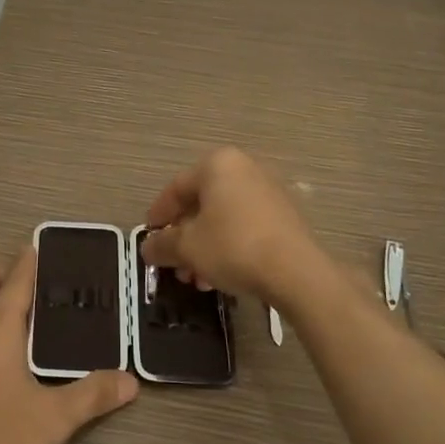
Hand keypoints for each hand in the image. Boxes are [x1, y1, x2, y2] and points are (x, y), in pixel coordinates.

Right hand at [142, 148, 326, 307]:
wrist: (296, 271)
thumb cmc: (232, 247)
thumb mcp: (187, 247)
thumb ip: (161, 244)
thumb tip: (148, 247)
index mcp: (217, 165)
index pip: (176, 188)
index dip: (158, 215)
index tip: (149, 238)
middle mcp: (244, 169)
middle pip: (200, 204)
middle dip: (183, 237)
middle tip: (173, 265)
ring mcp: (267, 190)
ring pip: (222, 218)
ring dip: (203, 247)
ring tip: (196, 278)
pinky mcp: (284, 215)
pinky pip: (244, 225)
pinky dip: (227, 245)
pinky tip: (220, 276)